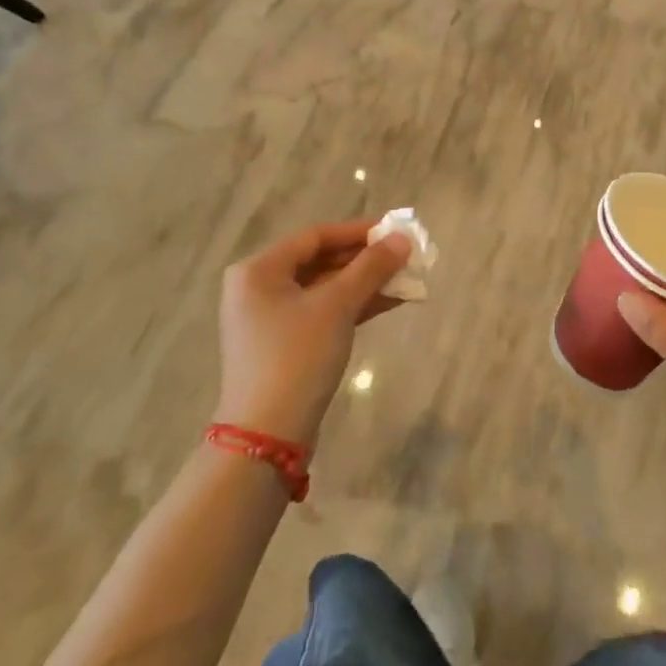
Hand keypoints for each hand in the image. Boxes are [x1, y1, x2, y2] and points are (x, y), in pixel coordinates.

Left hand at [213, 222, 412, 446]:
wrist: (268, 435)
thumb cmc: (297, 356)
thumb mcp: (337, 306)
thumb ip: (371, 268)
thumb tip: (402, 238)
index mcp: (259, 270)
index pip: (315, 236)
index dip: (358, 231)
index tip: (395, 230)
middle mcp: (259, 288)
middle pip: (320, 261)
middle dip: (365, 259)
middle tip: (404, 256)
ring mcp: (270, 319)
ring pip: (325, 288)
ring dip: (364, 283)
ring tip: (406, 279)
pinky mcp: (284, 345)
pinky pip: (323, 312)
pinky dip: (353, 306)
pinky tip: (390, 302)